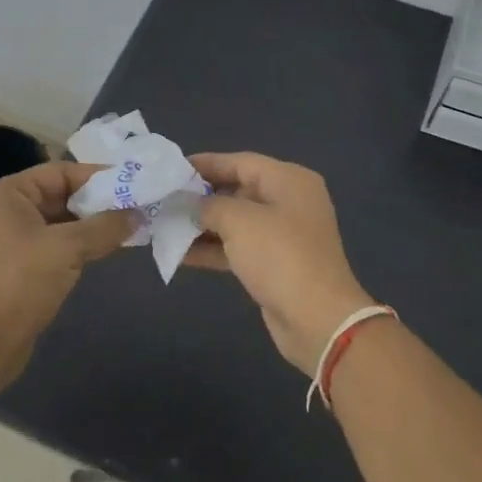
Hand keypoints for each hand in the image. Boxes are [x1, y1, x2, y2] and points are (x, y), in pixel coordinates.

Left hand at [0, 162, 134, 391]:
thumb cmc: (22, 282)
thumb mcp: (68, 248)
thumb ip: (105, 226)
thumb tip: (138, 214)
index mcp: (10, 193)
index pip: (61, 172)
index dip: (98, 177)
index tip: (133, 184)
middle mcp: (9, 210)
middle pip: (62, 195)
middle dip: (99, 202)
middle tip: (138, 206)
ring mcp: (14, 239)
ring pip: (63, 221)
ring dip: (94, 225)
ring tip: (132, 227)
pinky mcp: (23, 265)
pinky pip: (59, 243)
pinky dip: (83, 244)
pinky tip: (110, 248)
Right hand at [184, 152, 373, 375]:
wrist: (317, 319)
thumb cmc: (280, 256)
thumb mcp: (239, 220)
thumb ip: (209, 205)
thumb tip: (190, 203)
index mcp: (288, 180)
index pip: (240, 162)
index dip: (205, 164)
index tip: (172, 169)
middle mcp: (288, 202)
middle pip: (237, 190)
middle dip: (200, 196)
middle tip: (164, 199)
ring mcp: (283, 235)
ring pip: (235, 222)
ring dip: (201, 225)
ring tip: (164, 225)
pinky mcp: (275, 265)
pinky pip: (238, 248)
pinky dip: (212, 249)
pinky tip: (179, 253)